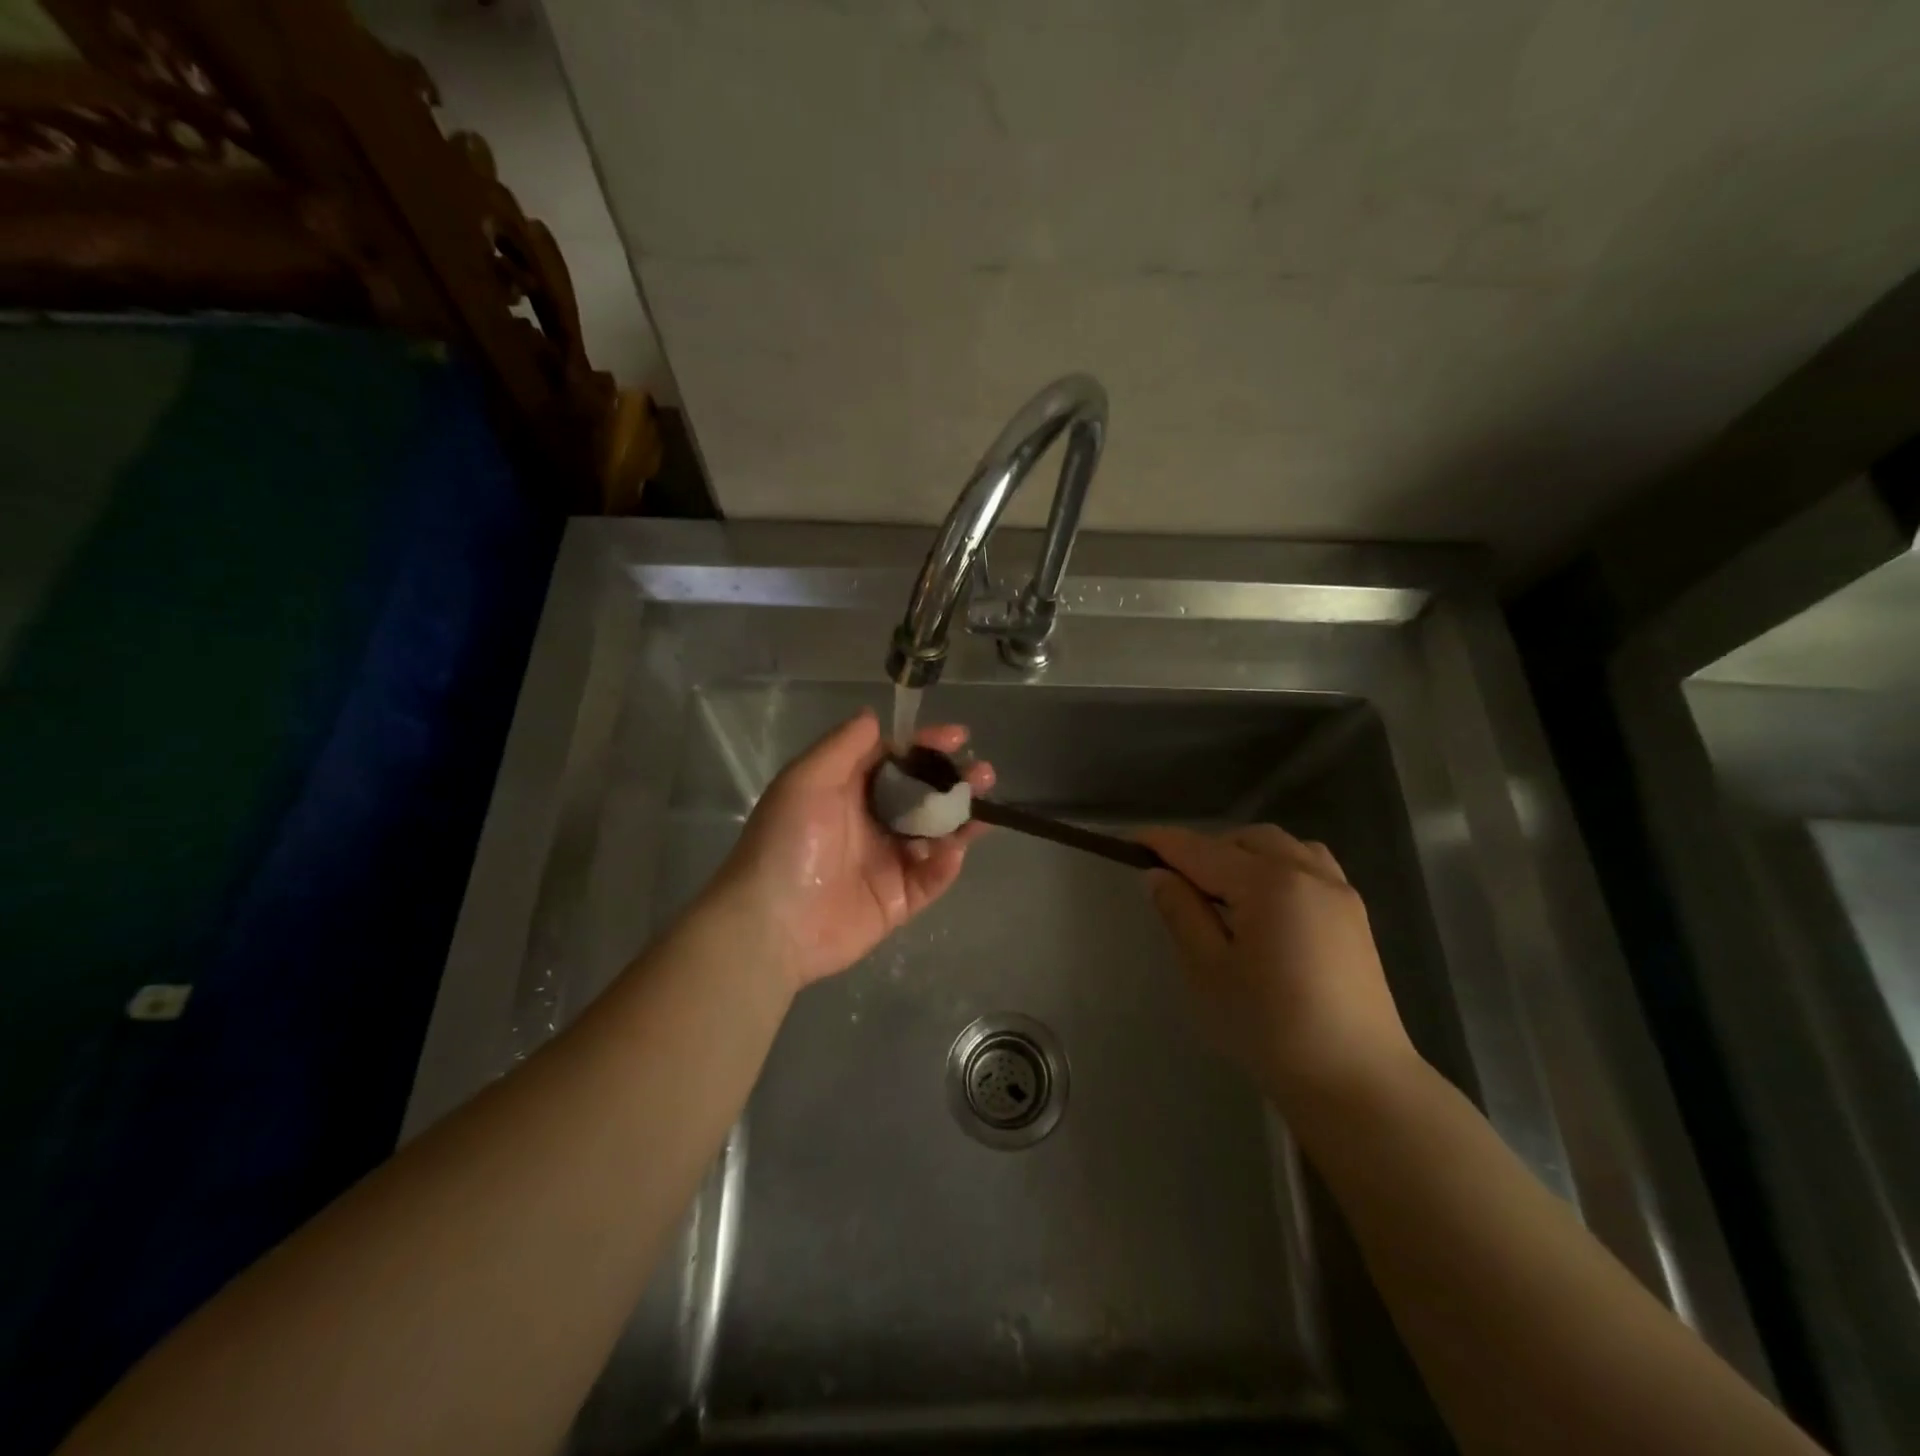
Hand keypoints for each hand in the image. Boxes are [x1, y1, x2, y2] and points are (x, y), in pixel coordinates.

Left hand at [708, 709, 993, 992]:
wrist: (772, 924)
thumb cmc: (787, 843)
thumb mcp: (806, 780)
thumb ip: (843, 746)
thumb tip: (874, 715)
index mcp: (846, 791)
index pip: (894, 759)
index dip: (925, 745)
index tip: (957, 736)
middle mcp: (870, 822)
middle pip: (922, 795)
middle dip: (953, 780)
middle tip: (982, 772)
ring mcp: (886, 862)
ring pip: (935, 834)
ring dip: (962, 818)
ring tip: (986, 804)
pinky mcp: (898, 900)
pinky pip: (932, 878)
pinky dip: (947, 863)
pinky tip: (955, 850)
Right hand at [1137, 824, 1417, 1107]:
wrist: (1356, 1080)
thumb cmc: (1270, 1027)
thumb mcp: (1208, 970)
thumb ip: (1181, 913)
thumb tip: (1159, 875)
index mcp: (1267, 883)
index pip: (1201, 850)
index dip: (1162, 843)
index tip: (1129, 841)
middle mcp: (1306, 872)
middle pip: (1244, 840)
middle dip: (1205, 849)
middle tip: (1176, 883)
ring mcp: (1338, 891)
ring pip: (1281, 846)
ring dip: (1244, 853)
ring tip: (1222, 890)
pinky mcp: (1354, 914)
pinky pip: (1310, 864)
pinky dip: (1279, 865)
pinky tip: (1268, 901)